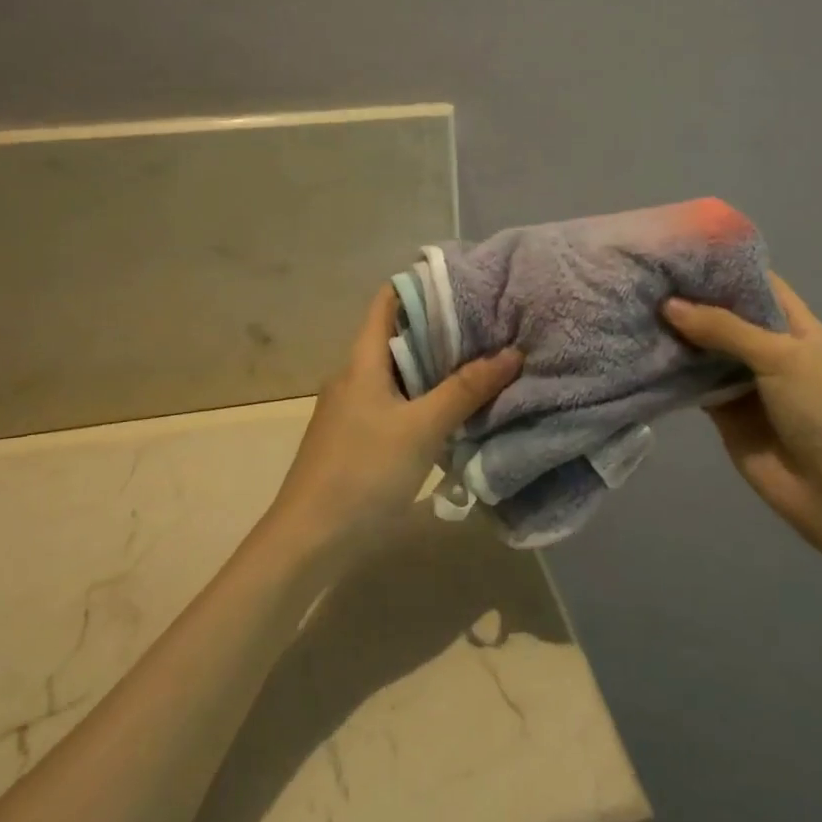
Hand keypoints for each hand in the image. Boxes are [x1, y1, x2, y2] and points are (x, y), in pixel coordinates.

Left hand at [264, 286, 521, 565]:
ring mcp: (353, 410)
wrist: (309, 540)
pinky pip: (396, 404)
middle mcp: (354, 377)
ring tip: (483, 361)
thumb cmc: (363, 472)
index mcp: (362, 362)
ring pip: (400, 374)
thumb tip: (513, 352)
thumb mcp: (422, 428)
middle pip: (398, 338)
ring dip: (436, 367)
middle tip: (490, 324)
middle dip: (442, 329)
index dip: (422, 285)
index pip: (388, 302)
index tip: (466, 281)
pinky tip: (455, 411)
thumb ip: (466, 389)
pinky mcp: (357, 438)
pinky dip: (425, 398)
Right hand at [664, 275, 821, 557]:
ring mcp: (744, 381)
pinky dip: (669, 371)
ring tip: (631, 305)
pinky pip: (692, 384)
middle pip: (723, 315)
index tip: (677, 250)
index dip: (721, 267)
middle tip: (641, 276)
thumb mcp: (781, 358)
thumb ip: (725, 329)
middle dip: (688, 299)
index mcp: (794, 326)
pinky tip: (638, 351)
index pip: (755, 284)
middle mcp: (767, 348)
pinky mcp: (723, 412)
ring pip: (703, 349)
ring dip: (674, 334)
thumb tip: (669, 305)